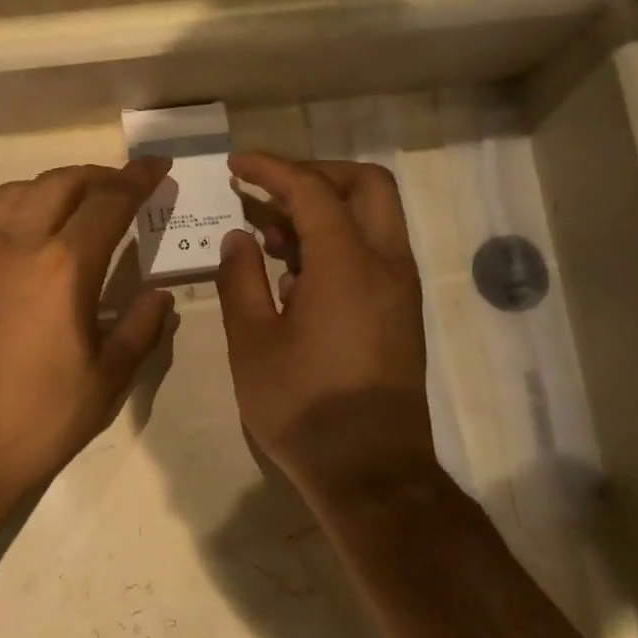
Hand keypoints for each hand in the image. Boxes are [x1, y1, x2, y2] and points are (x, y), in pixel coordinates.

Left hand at [0, 159, 174, 512]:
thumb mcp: (107, 380)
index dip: (138, 179)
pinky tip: (6, 237)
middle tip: (122, 187)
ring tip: (70, 204)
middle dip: (97, 176)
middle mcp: (16, 246)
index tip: (158, 166)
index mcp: (64, 267)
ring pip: (12, 193)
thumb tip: (158, 296)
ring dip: (48, 187)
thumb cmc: (39, 420)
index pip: (109, 202)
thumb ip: (140, 329)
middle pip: (59, 183)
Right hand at [216, 153, 438, 507]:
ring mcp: (400, 290)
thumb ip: (240, 280)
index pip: (312, 190)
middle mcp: (386, 265)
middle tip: (268, 189)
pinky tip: (294, 274)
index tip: (236, 164)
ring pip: (374, 218)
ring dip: (325, 209)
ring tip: (269, 234)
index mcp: (348, 265)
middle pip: (365, 186)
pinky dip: (337, 241)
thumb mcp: (253, 343)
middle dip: (315, 174)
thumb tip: (238, 238)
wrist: (370, 473)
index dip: (272, 169)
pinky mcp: (401, 313)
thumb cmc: (302, 407)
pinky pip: (374, 252)